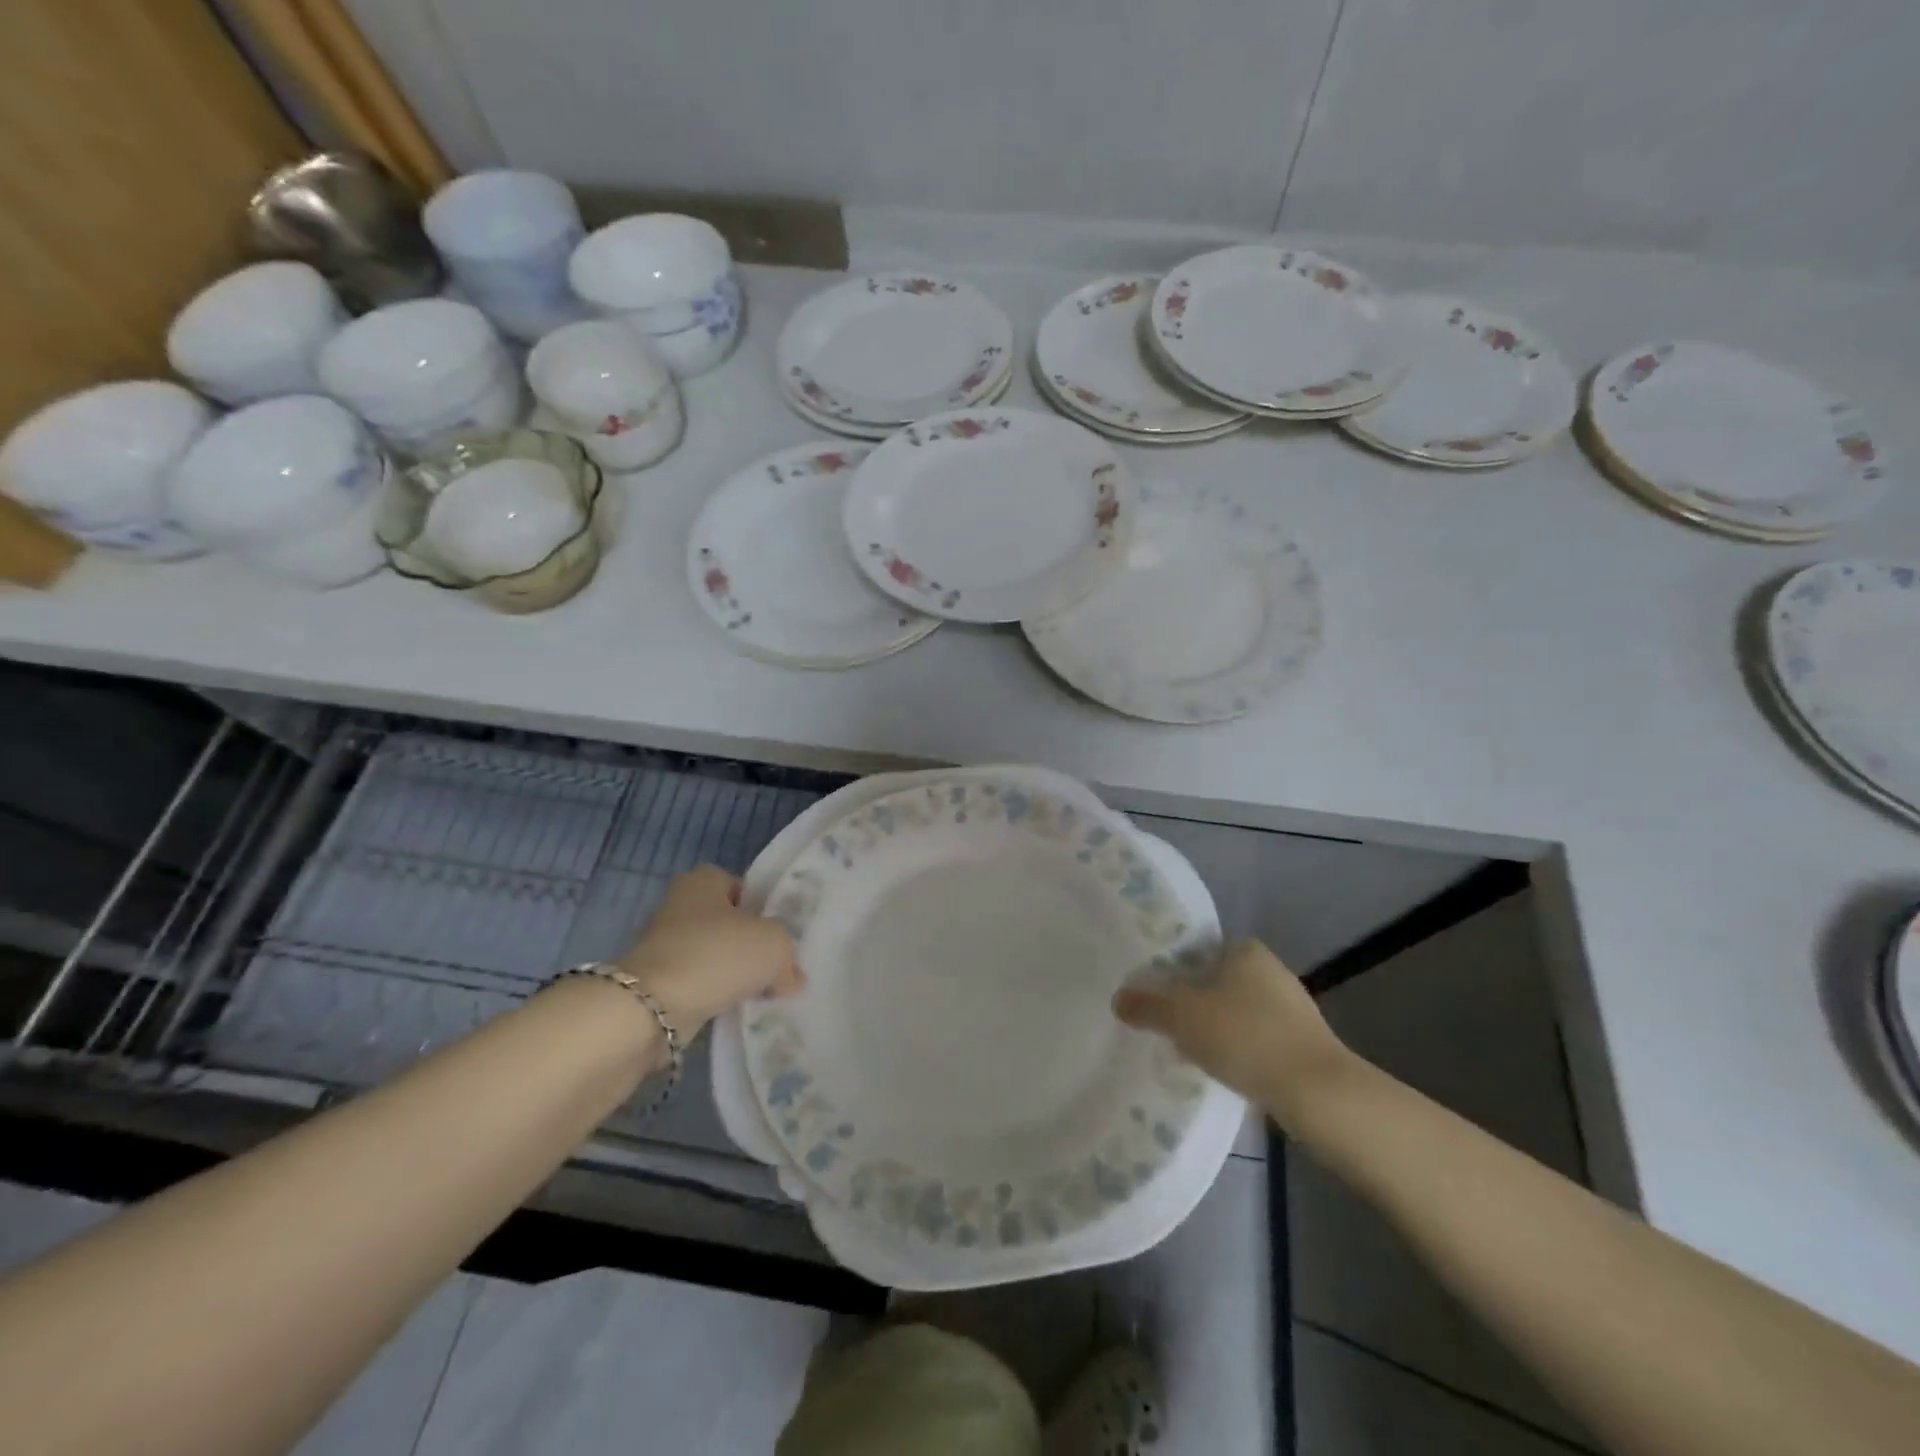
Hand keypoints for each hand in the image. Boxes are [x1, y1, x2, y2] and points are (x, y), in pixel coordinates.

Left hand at [617, 866, 802, 1042]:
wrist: (651, 1009)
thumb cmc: (716, 955)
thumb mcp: (774, 945)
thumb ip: (787, 956)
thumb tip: (788, 978)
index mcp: (703, 880)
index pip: (741, 887)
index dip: (762, 909)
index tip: (778, 935)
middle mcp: (679, 905)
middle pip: (727, 923)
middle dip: (748, 945)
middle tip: (773, 966)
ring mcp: (663, 945)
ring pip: (712, 956)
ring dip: (731, 974)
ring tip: (757, 993)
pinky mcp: (654, 982)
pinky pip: (697, 984)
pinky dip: (713, 996)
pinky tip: (732, 1009)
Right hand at [1113, 940, 1353, 1131]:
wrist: (1317, 1093)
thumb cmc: (1244, 1037)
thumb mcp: (1182, 1018)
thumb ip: (1147, 1006)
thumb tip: (1118, 999)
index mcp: (1245, 950)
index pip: (1197, 951)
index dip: (1172, 972)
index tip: (1154, 996)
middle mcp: (1271, 969)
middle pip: (1215, 982)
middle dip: (1192, 1003)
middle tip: (1165, 1026)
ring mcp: (1292, 1007)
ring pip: (1236, 1011)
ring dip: (1215, 1028)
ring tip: (1189, 1052)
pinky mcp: (1303, 1042)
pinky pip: (1256, 1038)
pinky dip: (1239, 1050)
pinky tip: (1225, 1071)